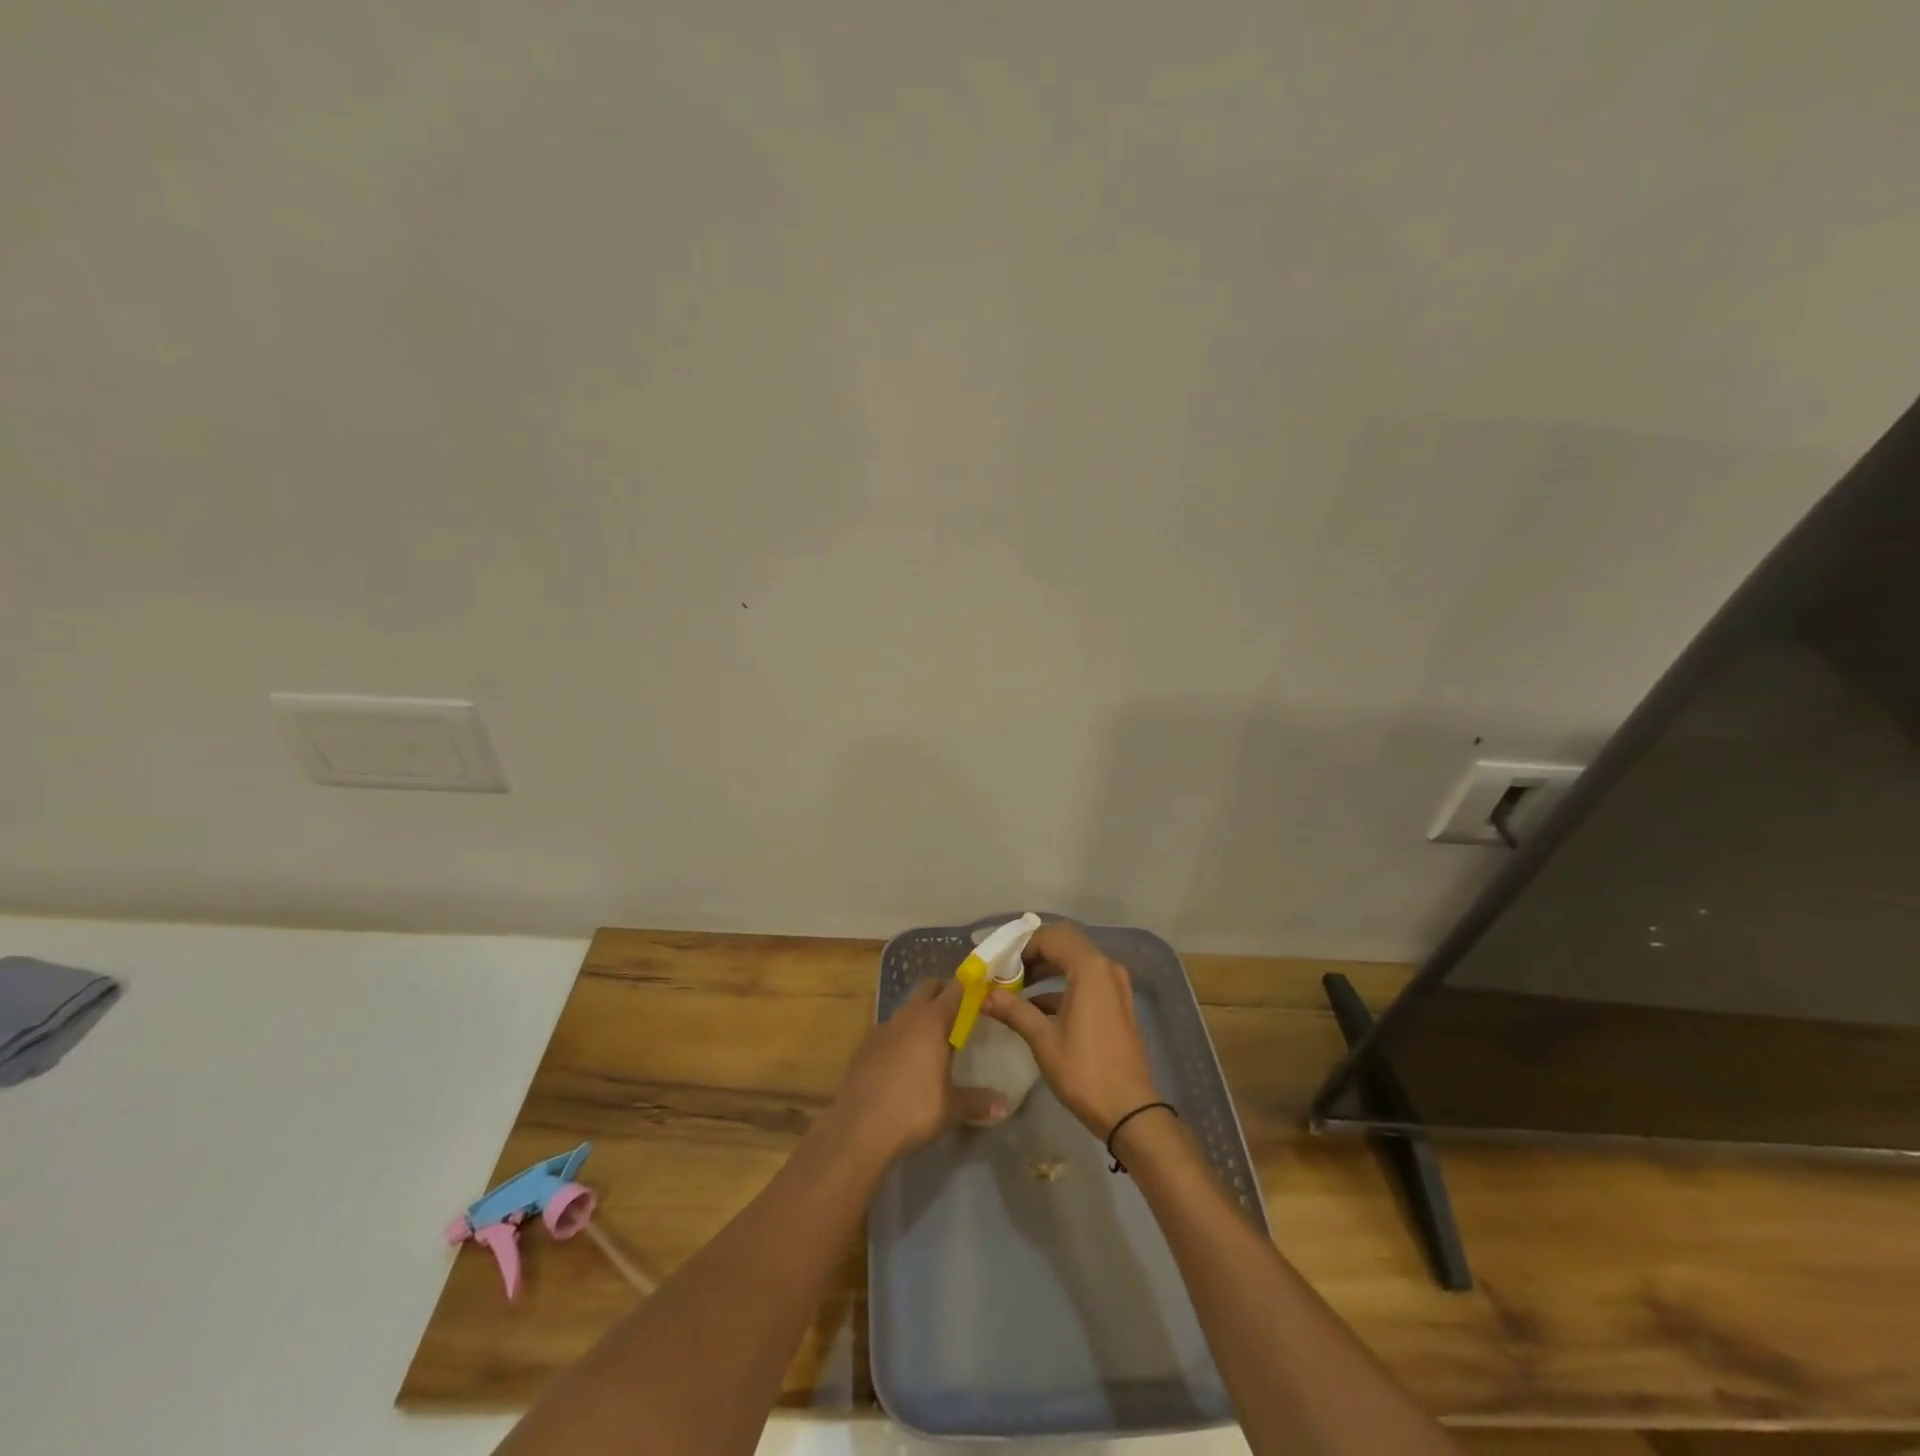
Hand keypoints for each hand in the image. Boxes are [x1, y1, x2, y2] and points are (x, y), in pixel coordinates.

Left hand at [823, 980, 1007, 1163]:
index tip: (980, 988)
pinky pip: (889, 1031)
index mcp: (932, 1021)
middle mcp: (907, 1016)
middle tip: (960, 1010)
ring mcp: (882, 1029)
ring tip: (934, 1038)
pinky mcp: (865, 1046)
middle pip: (928, 989)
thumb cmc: (913, 1110)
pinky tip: (905, 1061)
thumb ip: (978, 1102)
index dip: (968, 985)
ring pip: (907, 1009)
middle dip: (943, 992)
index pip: (954, 989)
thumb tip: (1005, 1106)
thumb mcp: (951, 1108)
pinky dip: (901, 1035)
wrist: (858, 1128)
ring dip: (921, 1014)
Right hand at [982, 921, 1160, 1138]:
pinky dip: (1062, 984)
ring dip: (1047, 967)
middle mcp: (1106, 967)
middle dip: (1034, 952)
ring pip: (1075, 960)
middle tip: (1006, 970)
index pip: (1050, 937)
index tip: (998, 964)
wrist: (1130, 1111)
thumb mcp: (1043, 1040)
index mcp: (1089, 968)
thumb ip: (1014, 1010)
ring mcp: (1115, 985)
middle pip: (1065, 942)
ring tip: (1016, 987)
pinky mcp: (1117, 1002)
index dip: (1021, 946)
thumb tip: (983, 996)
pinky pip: (1086, 979)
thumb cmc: (1085, 1072)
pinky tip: (1037, 1007)